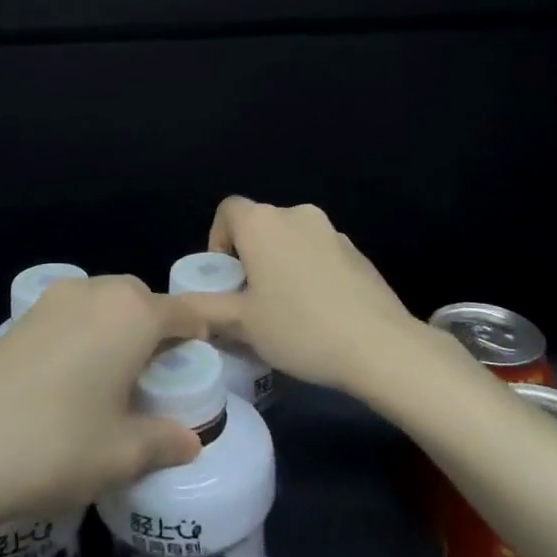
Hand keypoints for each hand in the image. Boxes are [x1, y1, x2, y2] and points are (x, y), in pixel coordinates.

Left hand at [0, 276, 203, 526]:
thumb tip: (190, 441)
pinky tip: (74, 374)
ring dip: (117, 326)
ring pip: (103, 301)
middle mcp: (95, 293)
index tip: (202, 361)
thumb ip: (165, 441)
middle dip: (156, 326)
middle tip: (156, 373)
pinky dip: (85, 331)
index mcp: (132, 314)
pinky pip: (71, 313)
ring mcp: (54, 300)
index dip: (199, 333)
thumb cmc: (59, 445)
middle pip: (141, 298)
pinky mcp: (21, 316)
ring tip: (115, 375)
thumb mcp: (122, 454)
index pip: (183, 311)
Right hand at [177, 196, 425, 393]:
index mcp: (262, 223)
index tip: (225, 278)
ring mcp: (332, 231)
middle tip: (250, 301)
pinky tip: (319, 313)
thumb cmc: (299, 328)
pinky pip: (320, 254)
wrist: (380, 346)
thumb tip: (176, 306)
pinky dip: (310, 273)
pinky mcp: (358, 253)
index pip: (227, 211)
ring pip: (291, 241)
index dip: (218, 241)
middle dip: (249, 257)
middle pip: (260, 226)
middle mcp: (296, 214)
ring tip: (286, 311)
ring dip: (281, 265)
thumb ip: (203, 309)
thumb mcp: (241, 324)